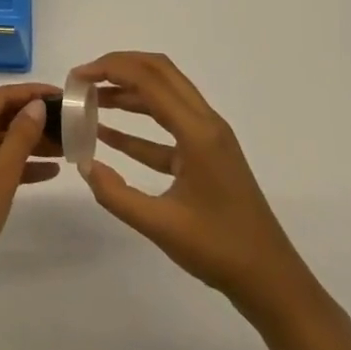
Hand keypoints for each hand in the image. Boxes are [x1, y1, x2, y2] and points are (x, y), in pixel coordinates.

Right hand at [77, 52, 322, 328]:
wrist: (272, 282)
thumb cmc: (220, 250)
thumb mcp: (161, 226)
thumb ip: (117, 194)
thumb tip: (85, 165)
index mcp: (198, 131)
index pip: (149, 80)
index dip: (110, 70)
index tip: (77, 78)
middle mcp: (205, 123)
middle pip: (159, 72)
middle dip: (119, 67)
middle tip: (84, 78)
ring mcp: (208, 138)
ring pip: (164, 94)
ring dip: (128, 91)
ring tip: (91, 99)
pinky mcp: (206, 155)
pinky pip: (168, 125)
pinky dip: (139, 123)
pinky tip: (109, 134)